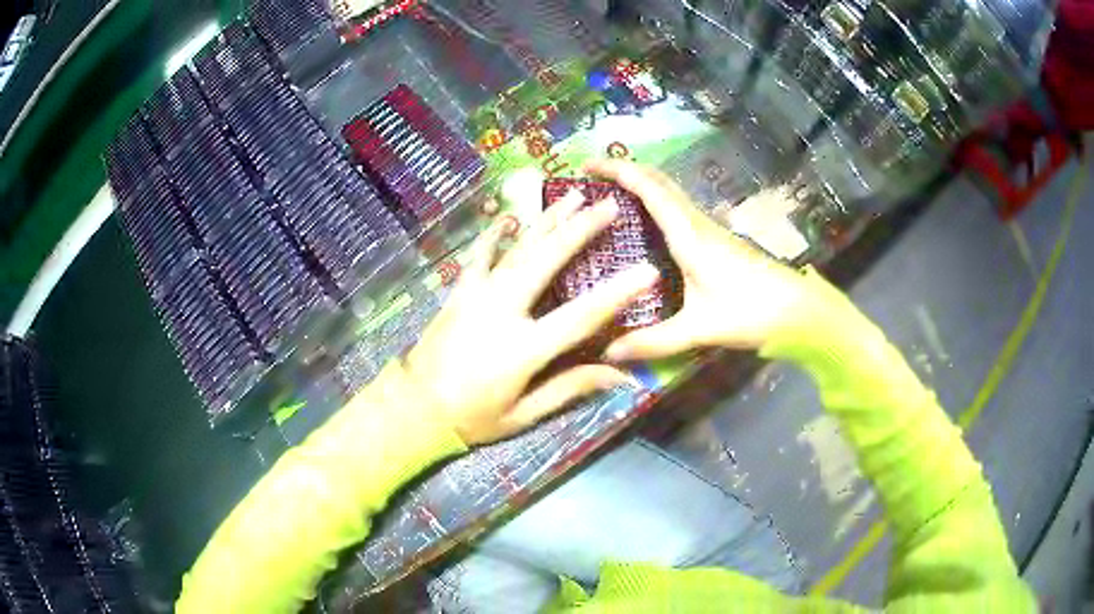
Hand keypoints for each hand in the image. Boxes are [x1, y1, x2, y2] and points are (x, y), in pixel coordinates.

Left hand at [403, 191, 658, 445]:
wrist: (414, 406)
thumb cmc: (473, 417)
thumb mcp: (523, 415)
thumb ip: (570, 389)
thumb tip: (620, 376)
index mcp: (523, 348)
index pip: (580, 316)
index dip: (616, 293)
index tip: (646, 269)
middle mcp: (501, 311)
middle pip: (546, 261)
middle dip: (580, 230)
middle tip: (607, 206)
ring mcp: (476, 295)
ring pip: (517, 249)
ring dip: (546, 221)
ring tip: (571, 196)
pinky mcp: (459, 292)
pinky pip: (478, 255)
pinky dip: (493, 234)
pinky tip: (508, 217)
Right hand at [584, 159, 812, 358]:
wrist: (798, 310)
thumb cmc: (751, 312)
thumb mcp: (698, 329)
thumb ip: (653, 341)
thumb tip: (609, 353)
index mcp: (689, 235)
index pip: (649, 189)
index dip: (617, 170)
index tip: (587, 165)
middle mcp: (697, 224)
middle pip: (659, 182)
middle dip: (625, 170)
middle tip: (593, 177)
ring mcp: (709, 230)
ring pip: (670, 193)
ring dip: (641, 184)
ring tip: (611, 196)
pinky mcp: (717, 241)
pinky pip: (678, 210)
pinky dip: (655, 203)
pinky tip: (645, 225)